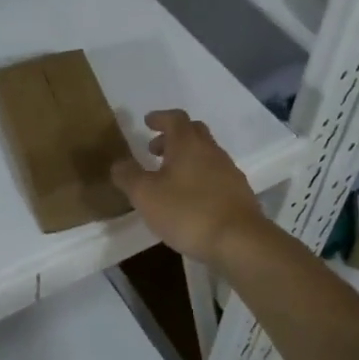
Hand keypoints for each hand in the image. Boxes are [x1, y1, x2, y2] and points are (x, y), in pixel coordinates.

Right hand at [112, 110, 268, 267]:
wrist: (240, 241)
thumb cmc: (187, 212)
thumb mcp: (145, 195)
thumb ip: (128, 176)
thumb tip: (118, 163)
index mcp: (188, 144)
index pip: (175, 118)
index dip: (160, 118)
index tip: (147, 122)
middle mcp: (211, 151)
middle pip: (193, 132)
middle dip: (173, 137)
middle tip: (155, 150)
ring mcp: (229, 171)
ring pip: (206, 154)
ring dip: (187, 158)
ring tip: (169, 178)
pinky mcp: (239, 193)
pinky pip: (215, 175)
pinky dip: (200, 177)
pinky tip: (190, 198)